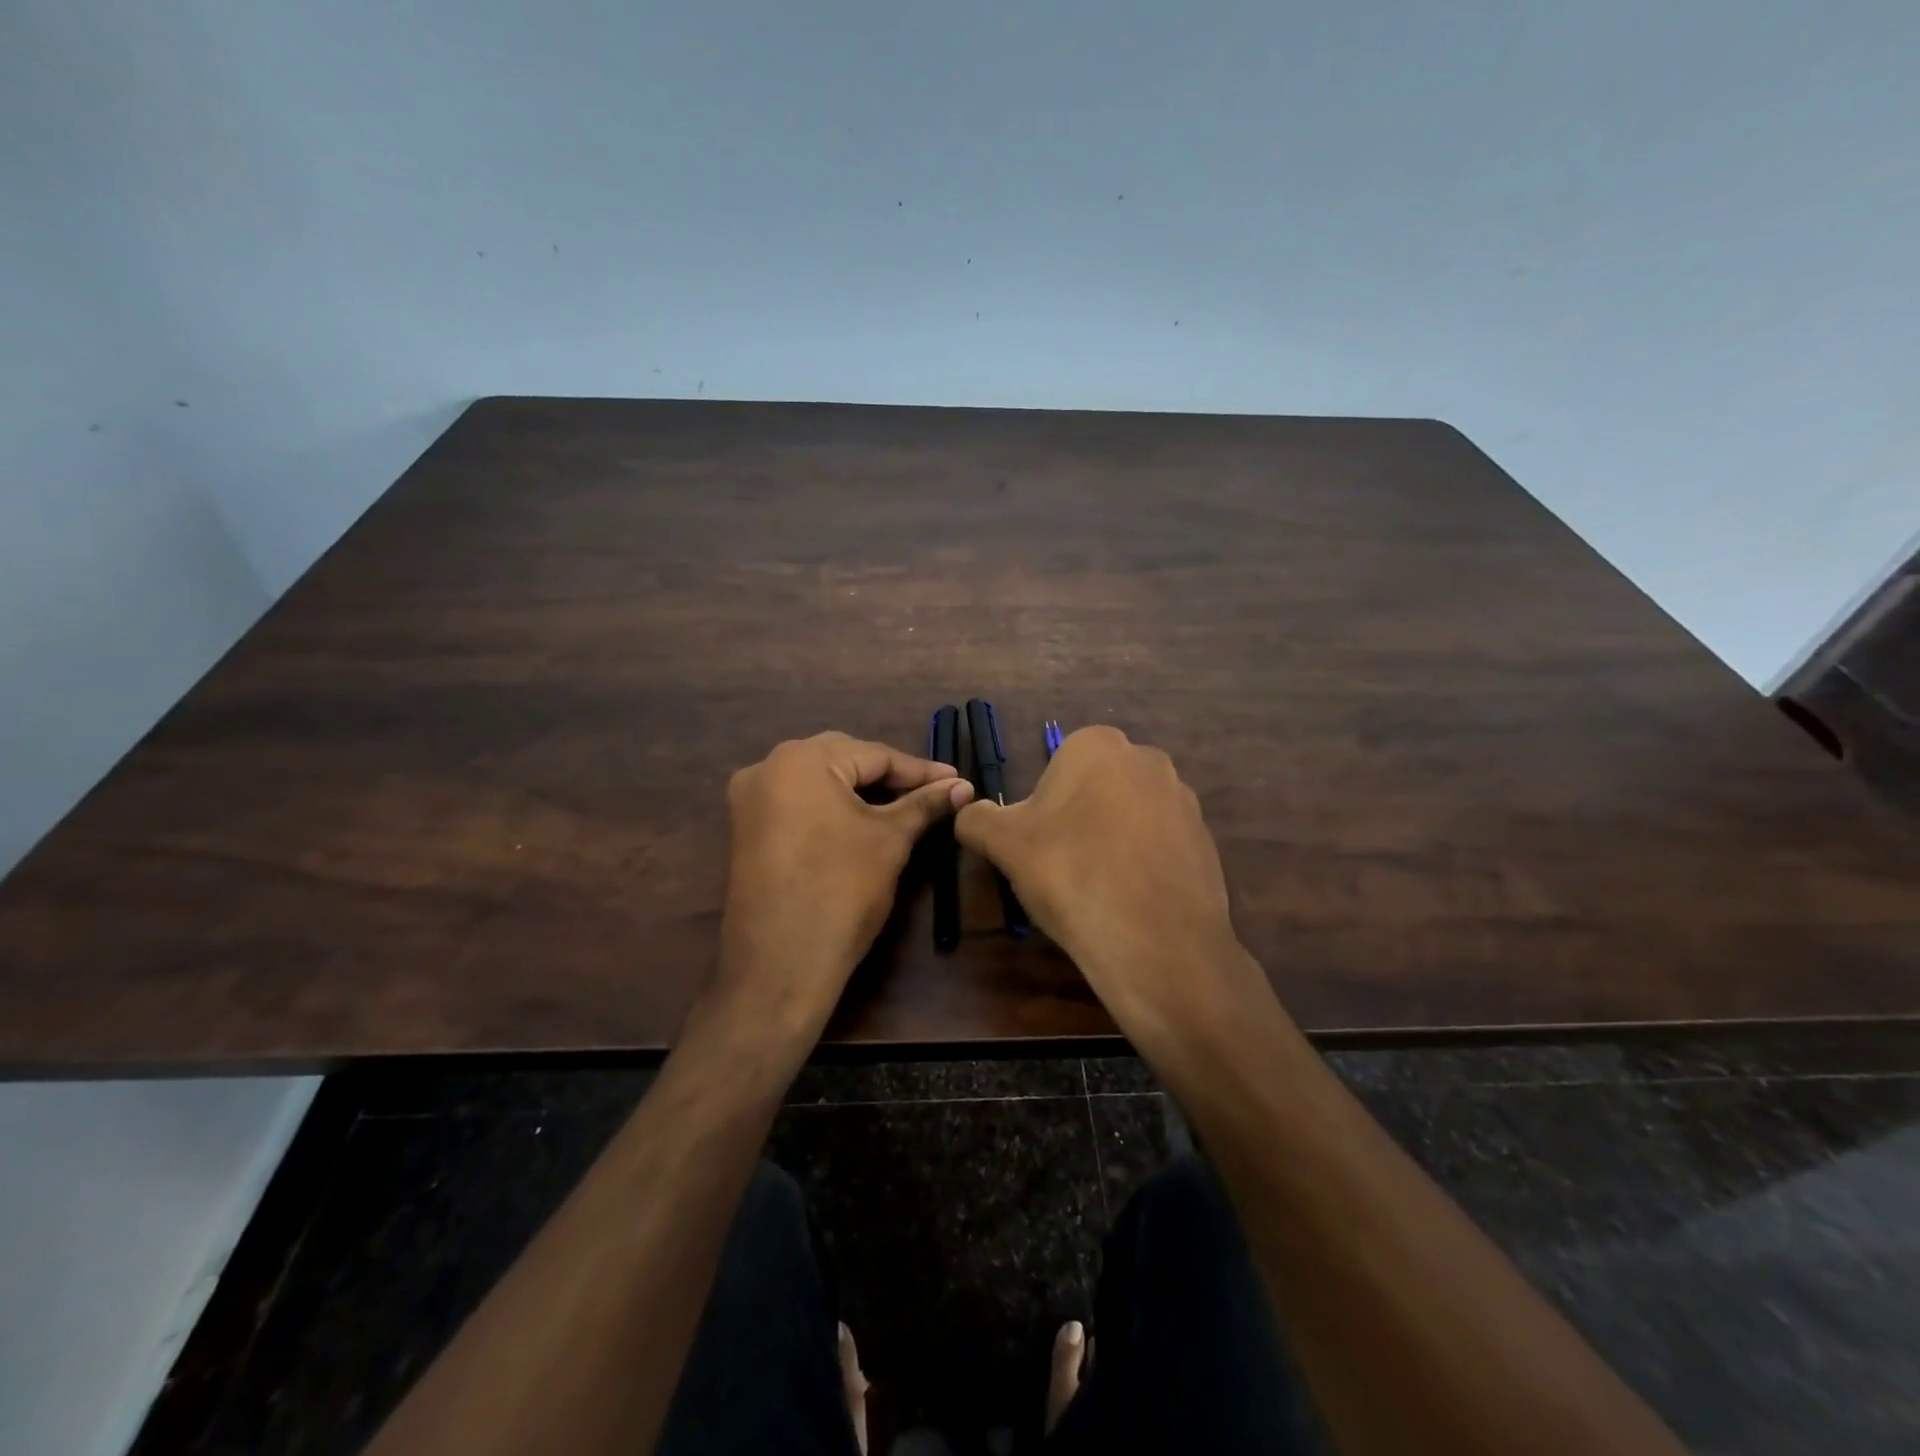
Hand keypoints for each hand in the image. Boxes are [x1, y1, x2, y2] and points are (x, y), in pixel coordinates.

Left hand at [717, 732, 973, 1027]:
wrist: (781, 964)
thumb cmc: (842, 890)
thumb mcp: (890, 840)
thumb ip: (926, 804)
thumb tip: (963, 786)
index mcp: (801, 759)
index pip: (874, 755)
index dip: (920, 771)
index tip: (957, 781)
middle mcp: (767, 766)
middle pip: (843, 760)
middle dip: (889, 776)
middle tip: (932, 792)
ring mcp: (749, 799)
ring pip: (819, 781)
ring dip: (860, 790)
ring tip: (903, 804)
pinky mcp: (745, 828)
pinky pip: (798, 802)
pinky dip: (831, 806)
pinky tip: (861, 820)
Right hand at [955, 726, 1261, 1044]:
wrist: (1153, 940)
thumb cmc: (1069, 874)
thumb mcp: (1003, 843)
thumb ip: (976, 818)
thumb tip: (969, 813)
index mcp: (1097, 745)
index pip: (1056, 766)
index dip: (1042, 808)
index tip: (1039, 845)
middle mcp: (1147, 758)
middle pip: (1095, 788)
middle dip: (1078, 819)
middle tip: (1064, 866)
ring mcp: (1184, 799)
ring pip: (1129, 815)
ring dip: (1112, 840)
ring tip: (1099, 887)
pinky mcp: (1206, 839)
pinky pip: (1160, 844)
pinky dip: (1142, 863)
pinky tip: (1131, 899)